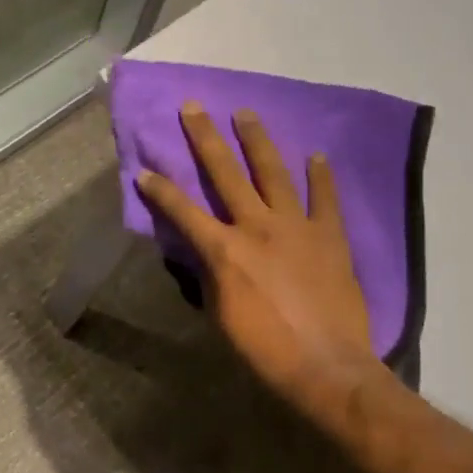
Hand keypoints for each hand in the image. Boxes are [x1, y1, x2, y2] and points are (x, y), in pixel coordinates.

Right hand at [137, 104, 384, 423]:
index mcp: (225, 250)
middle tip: (194, 107)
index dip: (160, 189)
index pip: (183, 211)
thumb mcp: (221, 316)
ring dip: (257, 140)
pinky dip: (321, 176)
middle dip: (206, 138)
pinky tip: (316, 154)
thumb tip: (207, 254)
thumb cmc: (264, 349)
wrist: (327, 366)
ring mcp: (296, 227)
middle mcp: (257, 227)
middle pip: (226, 173)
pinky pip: (324, 198)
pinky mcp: (329, 236)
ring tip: (246, 113)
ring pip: (273, 173)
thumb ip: (212, 276)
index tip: (144, 169)